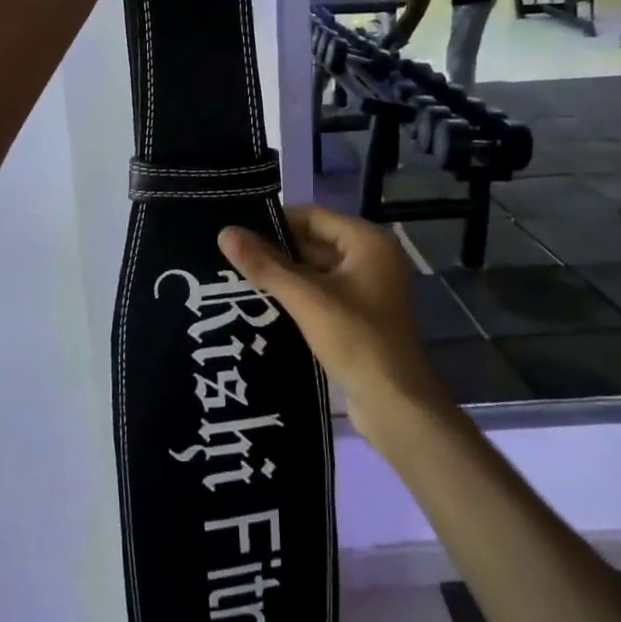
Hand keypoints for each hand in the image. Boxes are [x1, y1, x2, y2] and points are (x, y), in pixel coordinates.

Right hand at [217, 205, 449, 439]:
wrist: (396, 405)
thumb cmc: (356, 340)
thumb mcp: (306, 298)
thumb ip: (265, 265)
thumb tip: (225, 233)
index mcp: (367, 242)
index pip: (312, 216)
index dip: (274, 222)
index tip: (236, 230)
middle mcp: (370, 258)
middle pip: (313, 242)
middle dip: (275, 251)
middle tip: (229, 256)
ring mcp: (366, 289)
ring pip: (314, 271)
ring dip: (282, 276)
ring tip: (236, 277)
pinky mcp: (357, 316)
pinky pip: (320, 294)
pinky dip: (295, 296)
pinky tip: (261, 303)